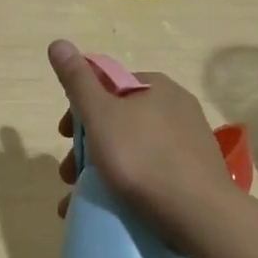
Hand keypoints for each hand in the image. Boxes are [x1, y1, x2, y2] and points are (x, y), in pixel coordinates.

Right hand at [47, 39, 233, 249]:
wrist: (199, 214)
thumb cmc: (142, 158)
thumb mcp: (100, 115)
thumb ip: (77, 81)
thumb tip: (58, 43)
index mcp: (156, 86)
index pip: (108, 85)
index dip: (79, 108)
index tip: (64, 136)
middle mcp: (177, 107)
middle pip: (118, 120)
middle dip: (87, 146)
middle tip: (69, 174)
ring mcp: (189, 142)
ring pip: (132, 149)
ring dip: (101, 170)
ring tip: (81, 199)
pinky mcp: (195, 174)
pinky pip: (151, 172)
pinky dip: (127, 185)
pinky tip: (110, 208)